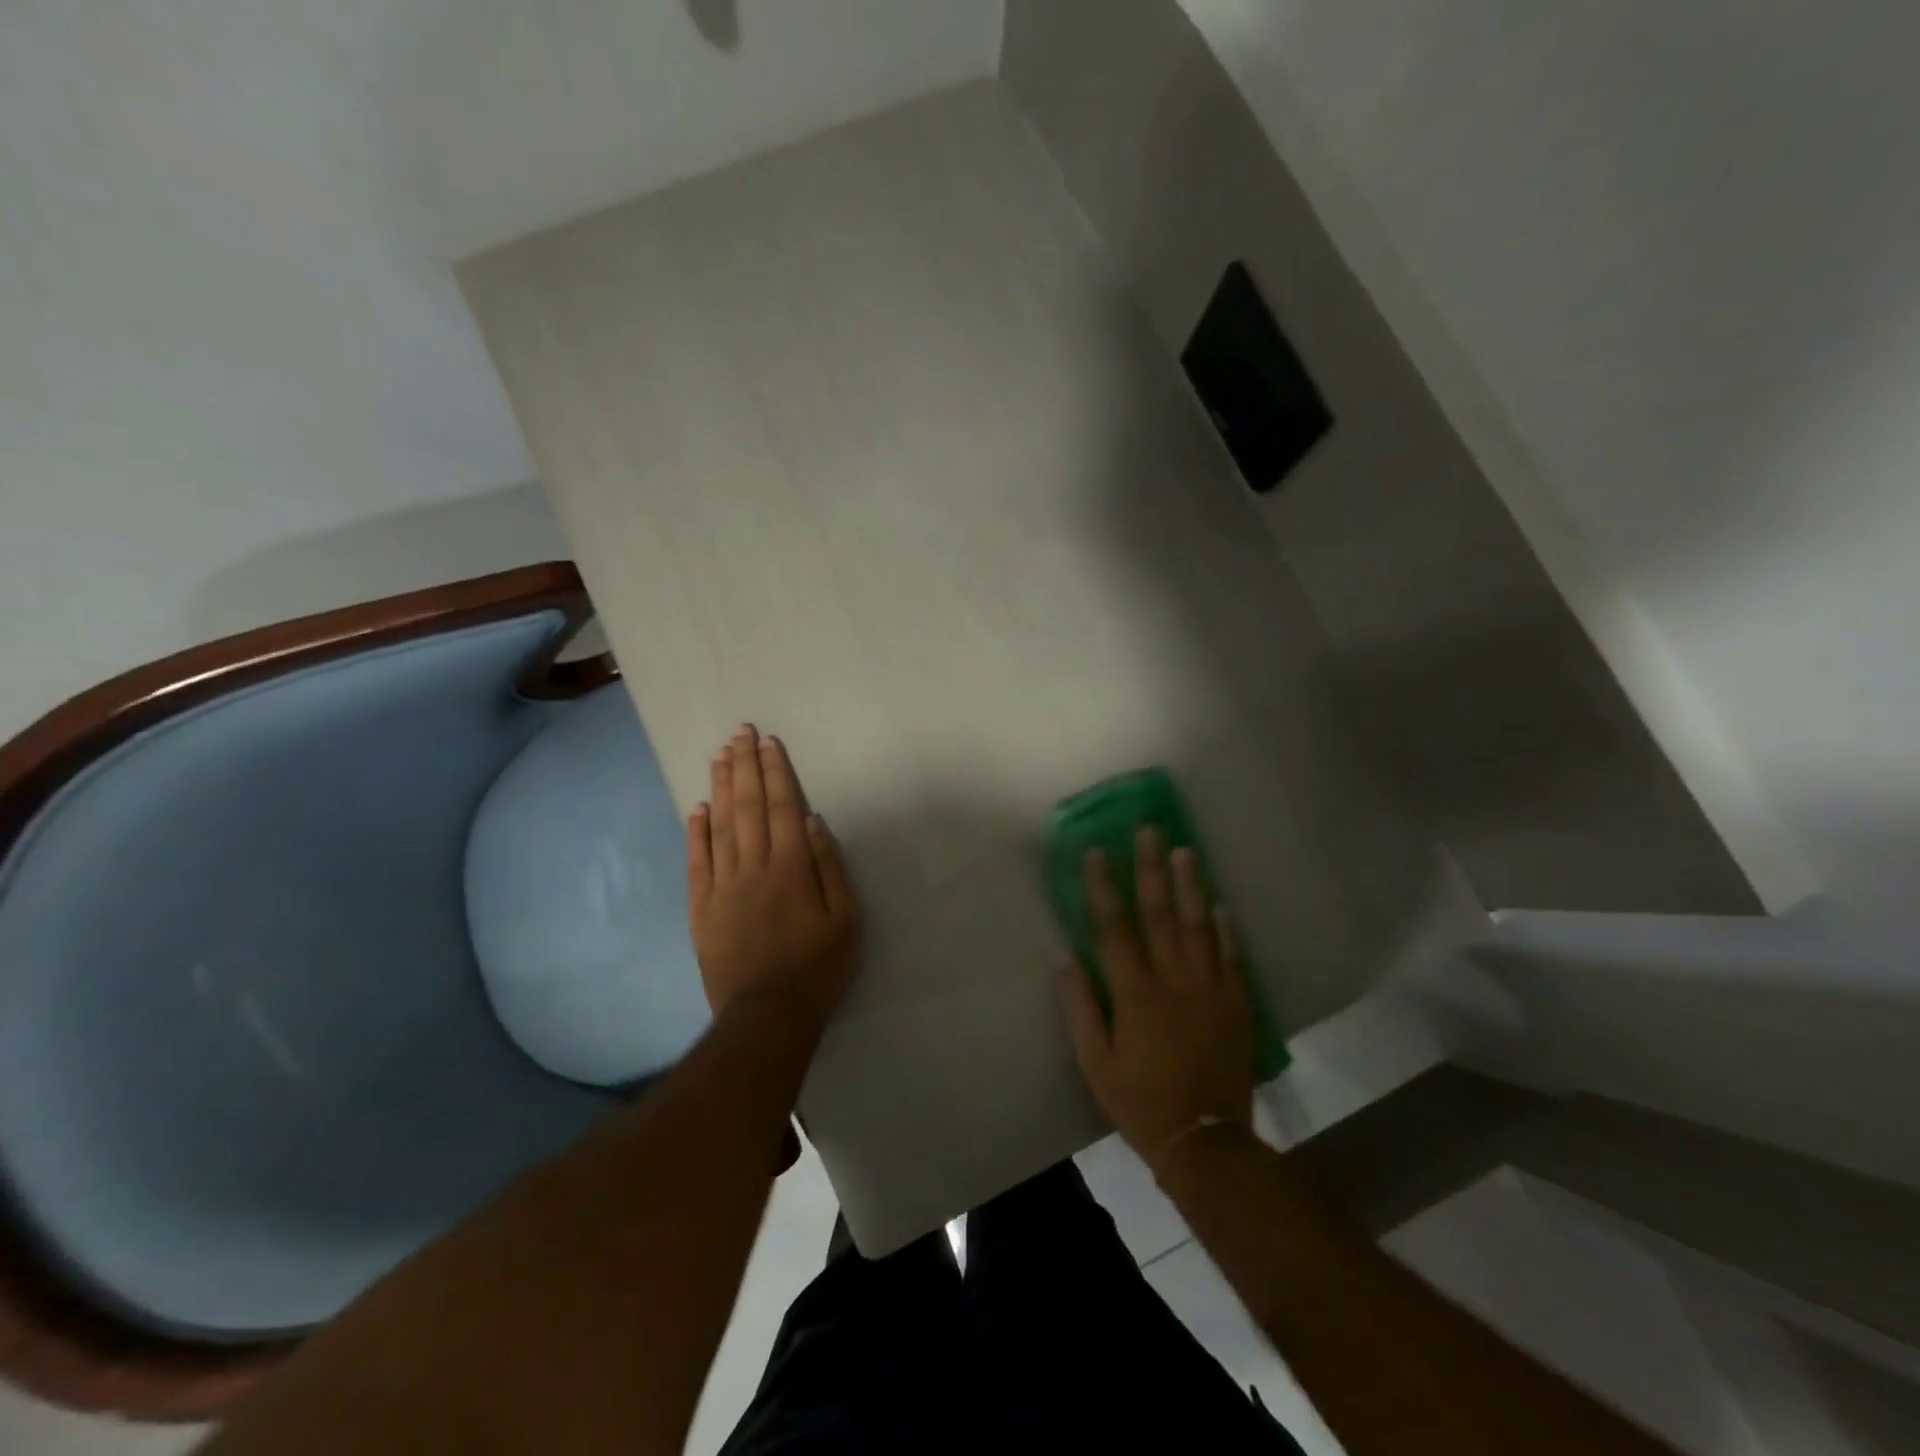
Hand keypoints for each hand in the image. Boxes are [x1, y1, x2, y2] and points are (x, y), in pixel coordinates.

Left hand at [687, 724, 860, 1030]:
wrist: (767, 1016)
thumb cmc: (818, 967)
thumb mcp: (846, 919)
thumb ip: (829, 866)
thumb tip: (812, 820)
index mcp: (791, 868)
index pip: (782, 808)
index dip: (776, 773)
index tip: (769, 742)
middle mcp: (753, 868)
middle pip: (748, 807)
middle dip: (746, 767)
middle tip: (740, 732)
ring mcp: (723, 887)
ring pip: (720, 826)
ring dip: (721, 787)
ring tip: (720, 755)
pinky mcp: (702, 909)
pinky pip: (697, 862)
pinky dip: (696, 832)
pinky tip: (697, 808)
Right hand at [1059, 829, 1253, 1177]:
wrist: (1205, 1142)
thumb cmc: (1139, 1102)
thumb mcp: (1095, 1062)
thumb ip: (1079, 1007)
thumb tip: (1062, 956)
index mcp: (1135, 993)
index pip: (1114, 928)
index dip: (1104, 888)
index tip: (1096, 852)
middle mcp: (1173, 981)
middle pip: (1160, 914)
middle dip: (1152, 869)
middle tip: (1150, 830)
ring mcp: (1210, 990)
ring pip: (1199, 927)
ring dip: (1191, 886)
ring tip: (1185, 851)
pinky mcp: (1236, 1006)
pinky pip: (1232, 959)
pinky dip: (1226, 930)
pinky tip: (1221, 905)